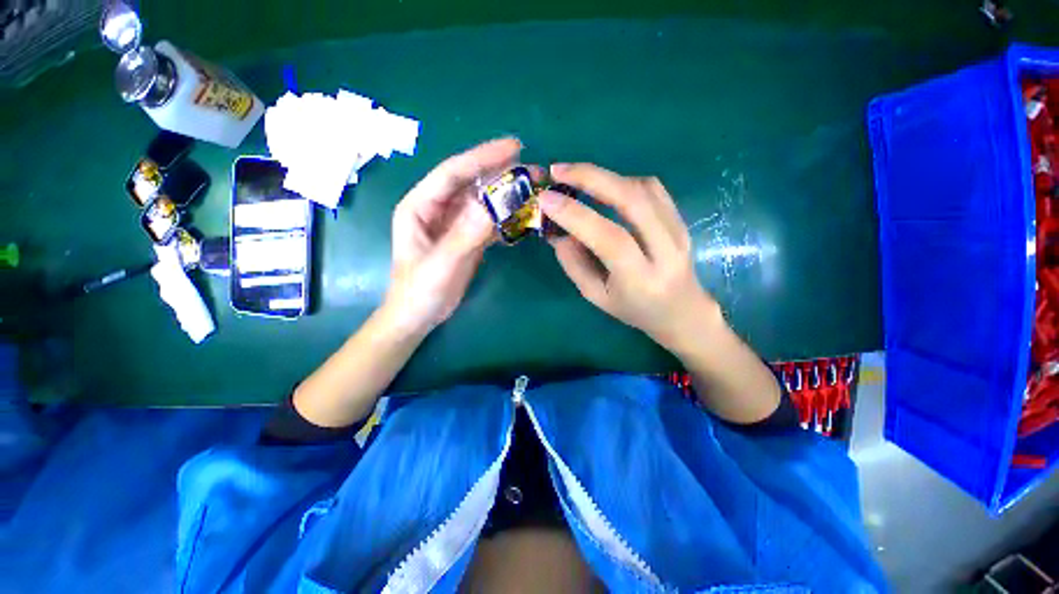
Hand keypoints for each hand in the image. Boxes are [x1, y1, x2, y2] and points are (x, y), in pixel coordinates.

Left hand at [384, 138, 520, 334]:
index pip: (452, 173)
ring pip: (482, 201)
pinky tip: (523, 216)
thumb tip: (492, 205)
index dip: (482, 157)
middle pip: (470, 183)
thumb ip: (465, 235)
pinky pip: (488, 221)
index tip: (514, 147)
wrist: (418, 317)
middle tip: (532, 169)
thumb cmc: (419, 291)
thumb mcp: (441, 264)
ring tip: (533, 189)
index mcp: (419, 206)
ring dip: (506, 196)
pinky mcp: (466, 238)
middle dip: (500, 174)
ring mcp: (453, 223)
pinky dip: (505, 218)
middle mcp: (436, 208)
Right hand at [538, 163, 721, 351]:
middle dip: (591, 177)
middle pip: (632, 200)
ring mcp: (678, 231)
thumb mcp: (596, 296)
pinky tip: (606, 186)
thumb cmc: (634, 310)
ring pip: (643, 188)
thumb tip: (558, 231)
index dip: (576, 215)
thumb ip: (575, 264)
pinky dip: (623, 181)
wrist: (682, 310)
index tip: (546, 198)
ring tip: (576, 178)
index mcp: (640, 279)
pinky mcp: (681, 219)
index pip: (610, 238)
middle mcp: (665, 251)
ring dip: (605, 176)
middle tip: (558, 171)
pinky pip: (653, 188)